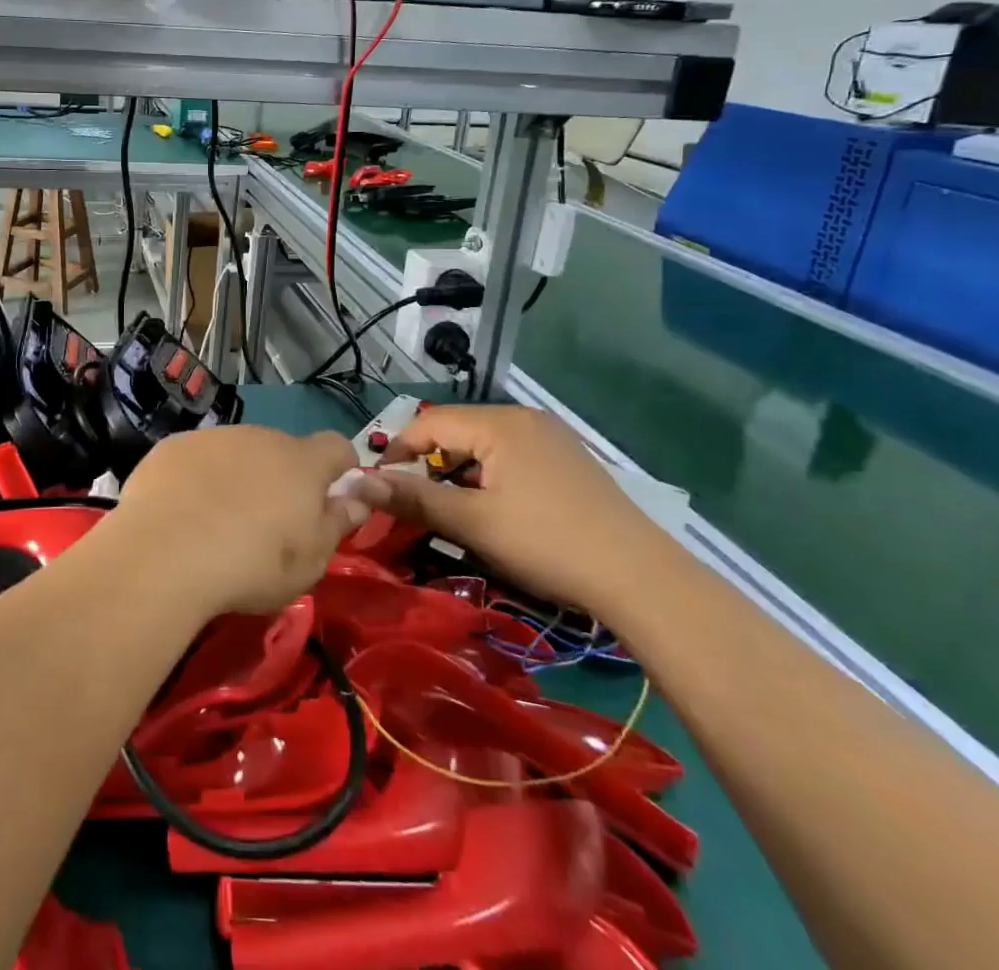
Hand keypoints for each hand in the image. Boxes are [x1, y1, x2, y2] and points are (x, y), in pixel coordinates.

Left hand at [103, 426, 361, 616]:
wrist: (166, 554)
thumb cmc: (252, 565)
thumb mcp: (310, 562)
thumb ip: (336, 524)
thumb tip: (357, 500)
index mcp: (301, 462)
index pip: (337, 446)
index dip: (339, 467)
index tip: (331, 494)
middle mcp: (260, 437)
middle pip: (281, 450)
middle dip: (281, 477)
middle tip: (266, 523)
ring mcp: (214, 437)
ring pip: (237, 452)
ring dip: (237, 475)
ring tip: (218, 521)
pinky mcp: (173, 447)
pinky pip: (197, 458)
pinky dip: (197, 478)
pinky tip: (182, 513)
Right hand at [372, 405, 661, 612]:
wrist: (642, 579)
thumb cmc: (548, 544)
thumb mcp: (473, 522)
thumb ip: (414, 498)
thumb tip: (357, 482)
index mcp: (499, 423)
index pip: (429, 422)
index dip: (398, 451)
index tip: (381, 487)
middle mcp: (524, 418)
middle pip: (457, 430)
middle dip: (429, 462)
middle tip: (416, 503)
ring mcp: (551, 437)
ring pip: (484, 444)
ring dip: (459, 471)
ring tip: (453, 509)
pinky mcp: (568, 459)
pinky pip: (511, 455)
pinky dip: (490, 475)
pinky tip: (496, 508)